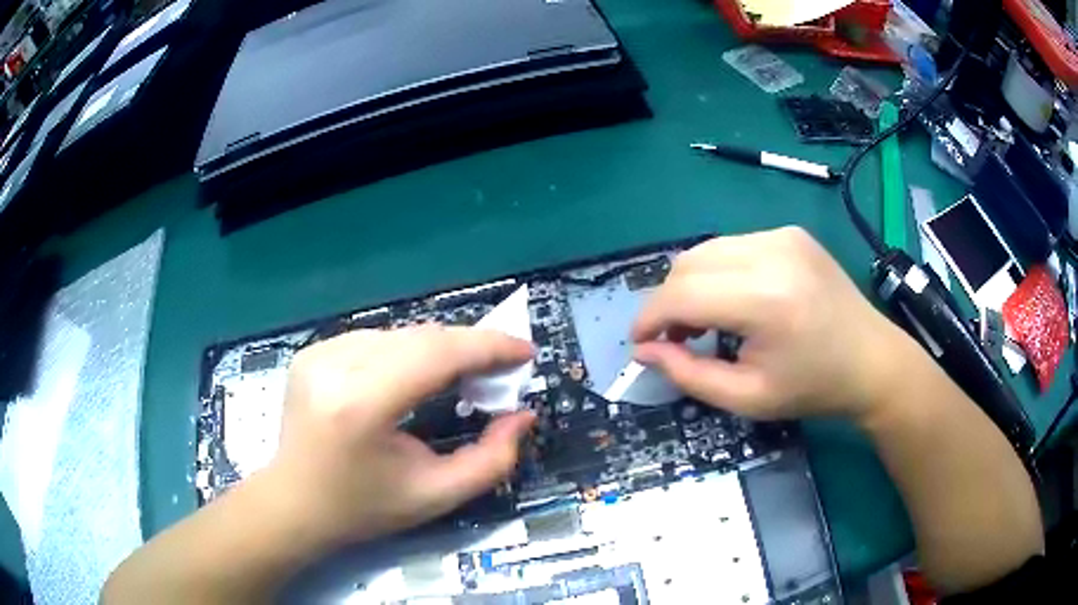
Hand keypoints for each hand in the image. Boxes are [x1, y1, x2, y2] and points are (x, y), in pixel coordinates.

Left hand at [266, 325, 535, 546]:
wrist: (294, 504)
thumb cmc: (364, 509)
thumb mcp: (436, 496)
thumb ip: (492, 461)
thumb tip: (522, 415)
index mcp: (362, 405)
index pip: (436, 354)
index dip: (487, 347)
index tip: (524, 352)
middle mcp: (335, 366)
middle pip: (421, 337)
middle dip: (469, 348)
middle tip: (500, 370)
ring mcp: (319, 353)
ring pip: (400, 334)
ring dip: (439, 349)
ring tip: (463, 375)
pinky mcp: (312, 352)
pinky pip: (375, 339)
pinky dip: (407, 352)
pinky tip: (416, 375)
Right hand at [632, 226, 904, 419]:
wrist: (872, 361)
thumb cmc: (813, 388)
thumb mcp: (747, 397)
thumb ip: (688, 374)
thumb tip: (644, 350)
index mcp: (766, 299)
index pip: (682, 294)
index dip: (649, 317)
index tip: (639, 342)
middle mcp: (772, 253)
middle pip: (688, 264)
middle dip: (667, 302)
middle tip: (676, 338)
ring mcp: (783, 236)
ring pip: (706, 250)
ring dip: (691, 285)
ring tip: (703, 321)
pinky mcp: (790, 233)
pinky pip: (733, 247)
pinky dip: (718, 273)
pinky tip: (734, 301)